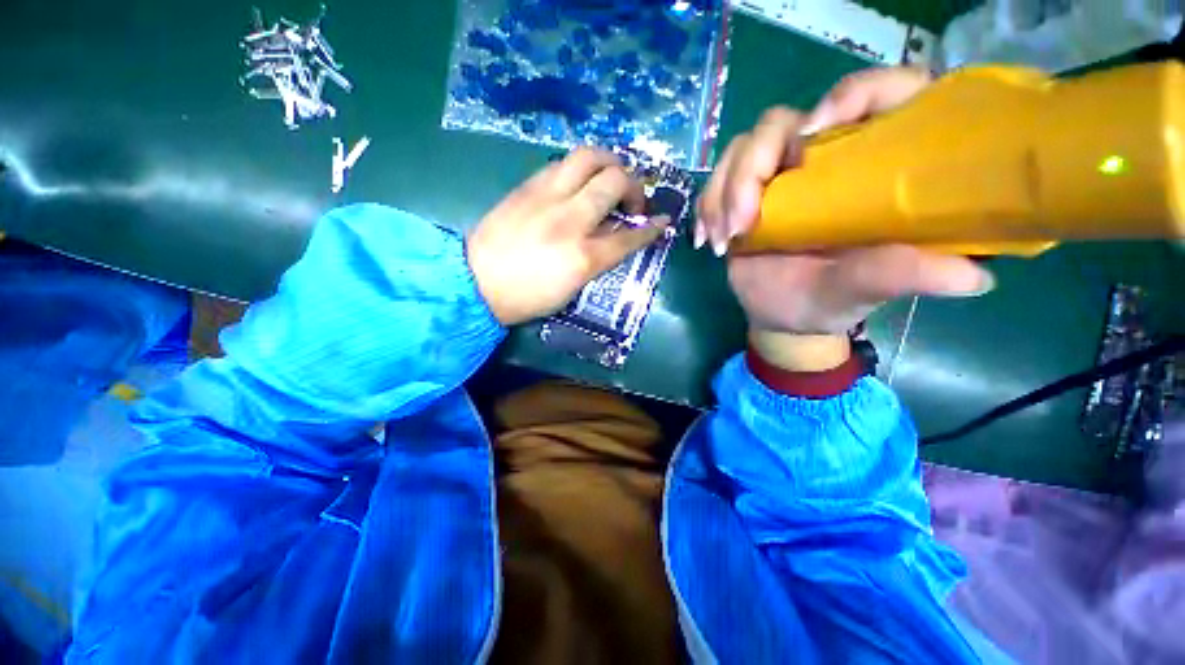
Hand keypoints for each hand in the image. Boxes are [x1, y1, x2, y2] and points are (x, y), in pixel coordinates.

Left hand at [468, 148, 666, 325]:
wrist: (476, 282)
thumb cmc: (527, 296)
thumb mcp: (571, 288)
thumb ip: (598, 258)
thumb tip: (616, 233)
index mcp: (583, 257)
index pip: (629, 235)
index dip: (650, 228)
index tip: (661, 221)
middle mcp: (569, 220)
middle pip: (615, 181)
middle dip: (634, 186)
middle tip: (631, 200)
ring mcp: (547, 197)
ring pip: (589, 157)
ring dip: (610, 162)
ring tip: (611, 177)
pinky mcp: (527, 186)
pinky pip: (563, 163)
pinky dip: (581, 168)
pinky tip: (580, 181)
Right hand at [697, 67, 994, 365]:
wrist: (781, 316)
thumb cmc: (829, 302)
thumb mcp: (864, 290)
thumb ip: (901, 275)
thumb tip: (973, 277)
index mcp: (872, 167)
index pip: (880, 95)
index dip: (853, 94)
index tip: (812, 138)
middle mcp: (824, 159)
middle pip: (782, 122)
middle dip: (752, 168)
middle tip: (743, 223)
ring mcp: (777, 175)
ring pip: (742, 149)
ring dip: (723, 192)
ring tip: (724, 241)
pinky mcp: (743, 194)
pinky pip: (715, 181)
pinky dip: (706, 207)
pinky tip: (707, 241)